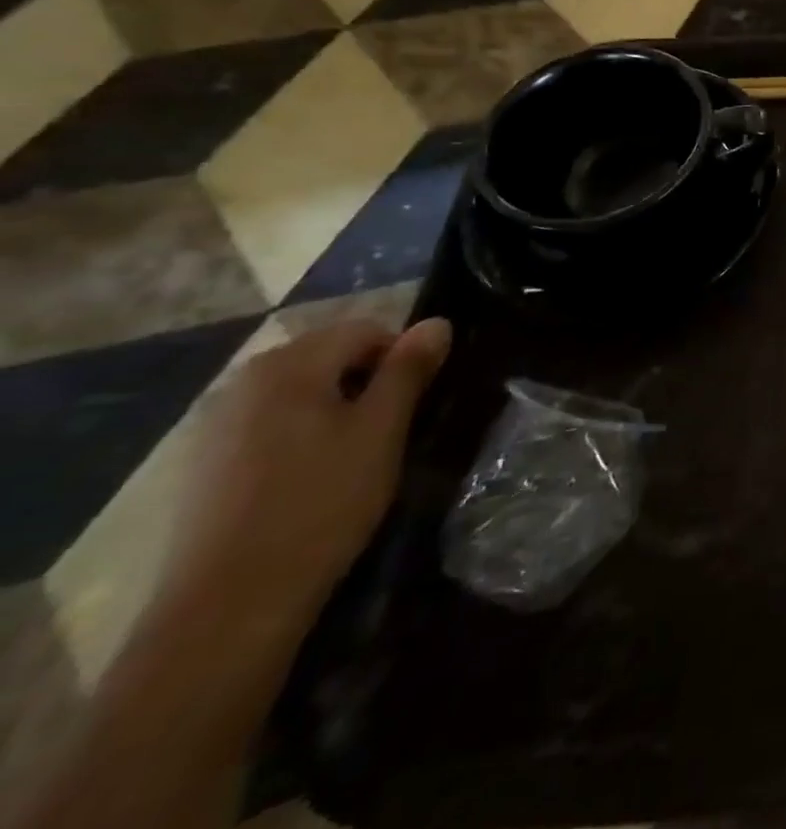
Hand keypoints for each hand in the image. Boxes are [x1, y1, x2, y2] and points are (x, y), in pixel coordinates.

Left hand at [159, 317, 450, 633]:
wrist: (227, 607)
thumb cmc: (321, 504)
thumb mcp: (382, 431)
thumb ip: (409, 370)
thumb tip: (437, 322)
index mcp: (289, 365)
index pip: (366, 331)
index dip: (403, 358)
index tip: (417, 402)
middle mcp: (244, 381)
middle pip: (328, 357)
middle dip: (367, 382)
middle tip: (391, 429)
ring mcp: (215, 424)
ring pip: (299, 393)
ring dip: (335, 409)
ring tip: (355, 456)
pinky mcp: (203, 465)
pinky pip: (269, 425)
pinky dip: (300, 436)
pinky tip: (311, 479)